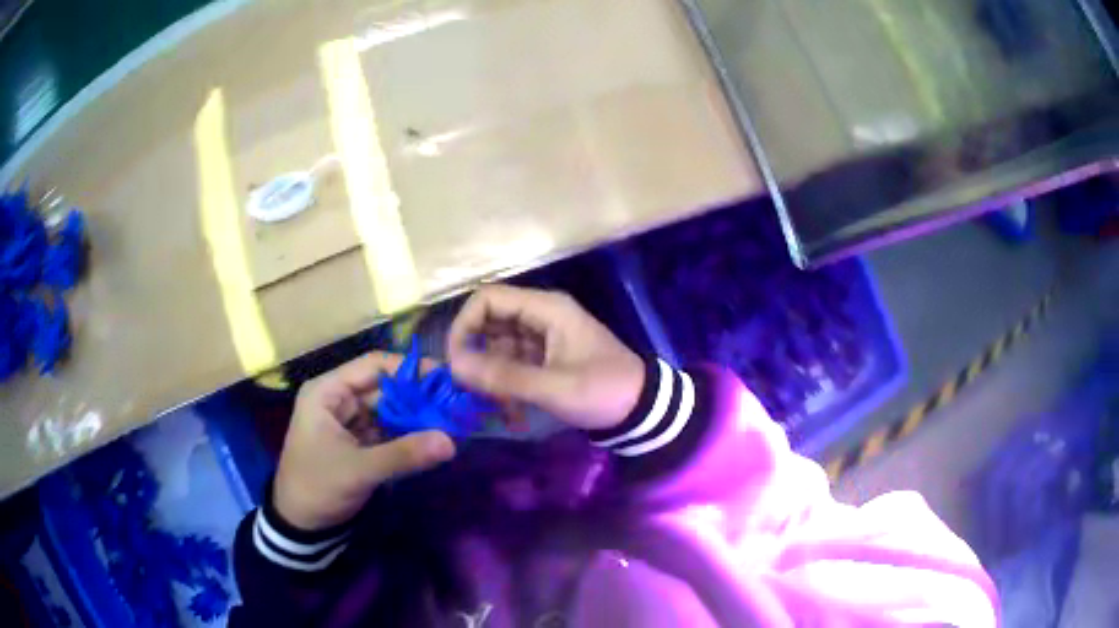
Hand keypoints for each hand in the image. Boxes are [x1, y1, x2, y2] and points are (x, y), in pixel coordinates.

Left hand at [273, 352, 455, 530]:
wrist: (300, 524)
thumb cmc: (317, 487)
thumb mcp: (358, 470)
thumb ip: (403, 454)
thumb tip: (451, 442)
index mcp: (327, 392)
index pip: (373, 366)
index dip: (409, 369)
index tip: (445, 379)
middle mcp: (338, 399)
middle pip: (385, 388)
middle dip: (418, 397)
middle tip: (456, 405)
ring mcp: (349, 421)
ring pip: (389, 410)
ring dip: (417, 417)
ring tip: (452, 421)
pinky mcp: (358, 442)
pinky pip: (388, 430)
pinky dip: (409, 435)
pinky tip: (434, 438)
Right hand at [447, 285, 644, 430]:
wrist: (642, 409)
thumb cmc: (602, 391)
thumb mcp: (553, 387)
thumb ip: (503, 376)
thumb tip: (454, 365)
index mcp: (545, 309)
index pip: (487, 299)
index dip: (464, 326)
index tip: (455, 363)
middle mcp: (540, 316)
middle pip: (489, 323)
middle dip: (475, 356)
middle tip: (469, 391)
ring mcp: (542, 337)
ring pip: (497, 348)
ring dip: (491, 378)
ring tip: (498, 409)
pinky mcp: (545, 359)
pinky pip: (512, 365)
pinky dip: (506, 387)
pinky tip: (512, 415)